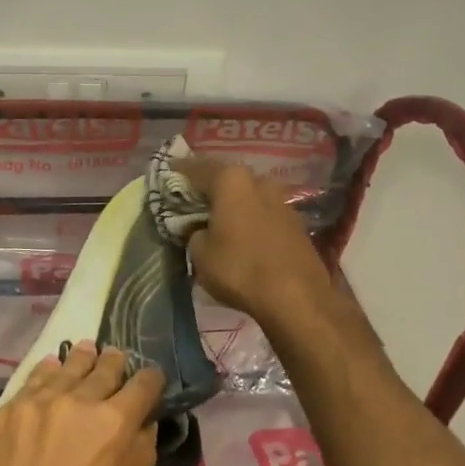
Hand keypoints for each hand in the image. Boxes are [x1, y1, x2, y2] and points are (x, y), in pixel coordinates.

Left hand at [0, 344, 162, 465]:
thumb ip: (134, 458)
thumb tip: (144, 427)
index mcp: (112, 426)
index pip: (142, 385)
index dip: (150, 382)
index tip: (151, 381)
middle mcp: (76, 402)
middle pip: (104, 368)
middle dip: (115, 366)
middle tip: (118, 362)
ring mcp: (34, 403)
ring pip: (66, 367)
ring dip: (80, 362)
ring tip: (86, 353)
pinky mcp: (3, 412)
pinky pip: (31, 382)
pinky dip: (46, 375)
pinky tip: (50, 370)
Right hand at [172, 156, 334, 323]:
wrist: (297, 298)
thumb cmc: (239, 268)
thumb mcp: (200, 253)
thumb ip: (193, 231)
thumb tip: (200, 228)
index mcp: (230, 180)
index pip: (196, 168)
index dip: (178, 171)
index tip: (167, 174)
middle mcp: (258, 181)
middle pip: (225, 178)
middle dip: (208, 187)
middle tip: (191, 199)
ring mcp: (281, 200)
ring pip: (247, 194)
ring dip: (232, 203)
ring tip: (217, 218)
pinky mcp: (296, 222)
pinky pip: (263, 212)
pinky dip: (249, 217)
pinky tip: (241, 233)